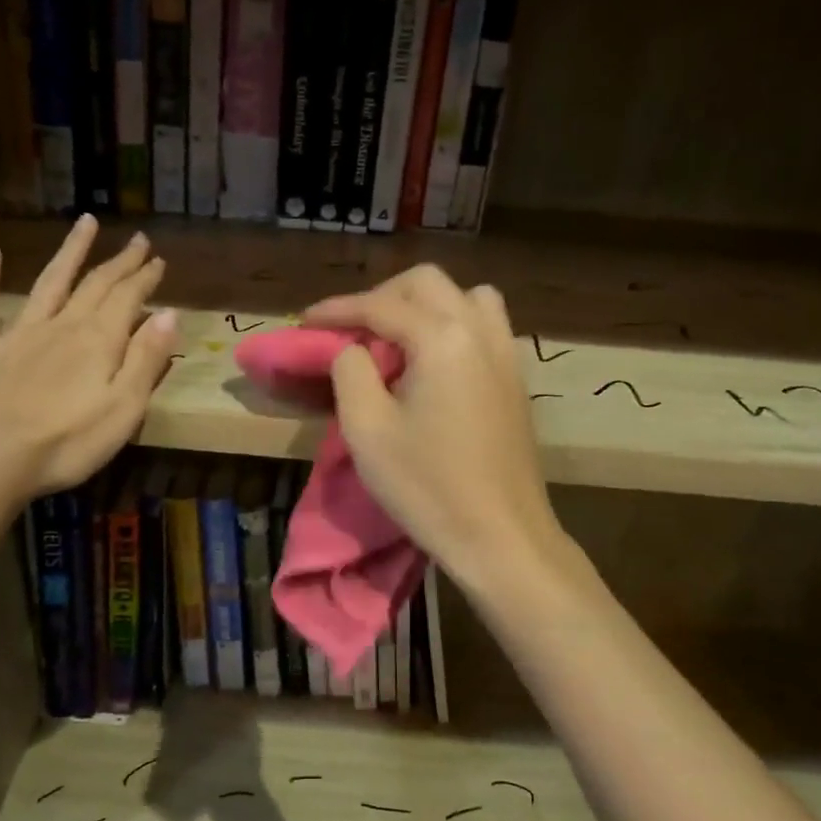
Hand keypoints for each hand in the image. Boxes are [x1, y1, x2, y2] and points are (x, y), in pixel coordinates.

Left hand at [0, 217, 175, 497]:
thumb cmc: (69, 442)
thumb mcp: (125, 407)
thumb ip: (147, 359)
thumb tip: (168, 314)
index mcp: (98, 340)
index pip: (128, 298)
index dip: (145, 277)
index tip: (158, 260)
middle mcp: (61, 324)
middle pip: (95, 284)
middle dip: (119, 262)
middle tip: (137, 240)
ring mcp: (18, 333)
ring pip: (49, 282)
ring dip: (69, 252)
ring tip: (85, 223)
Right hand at [306, 265, 566, 591]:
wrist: (501, 537)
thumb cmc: (427, 487)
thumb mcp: (367, 429)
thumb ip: (350, 370)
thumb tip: (351, 348)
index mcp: (443, 338)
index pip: (380, 305)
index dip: (337, 310)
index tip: (304, 322)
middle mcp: (481, 331)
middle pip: (426, 283)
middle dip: (382, 296)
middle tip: (350, 330)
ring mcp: (506, 353)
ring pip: (466, 296)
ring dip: (424, 305)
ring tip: (397, 339)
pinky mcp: (516, 379)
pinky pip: (485, 325)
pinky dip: (454, 324)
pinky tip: (434, 362)